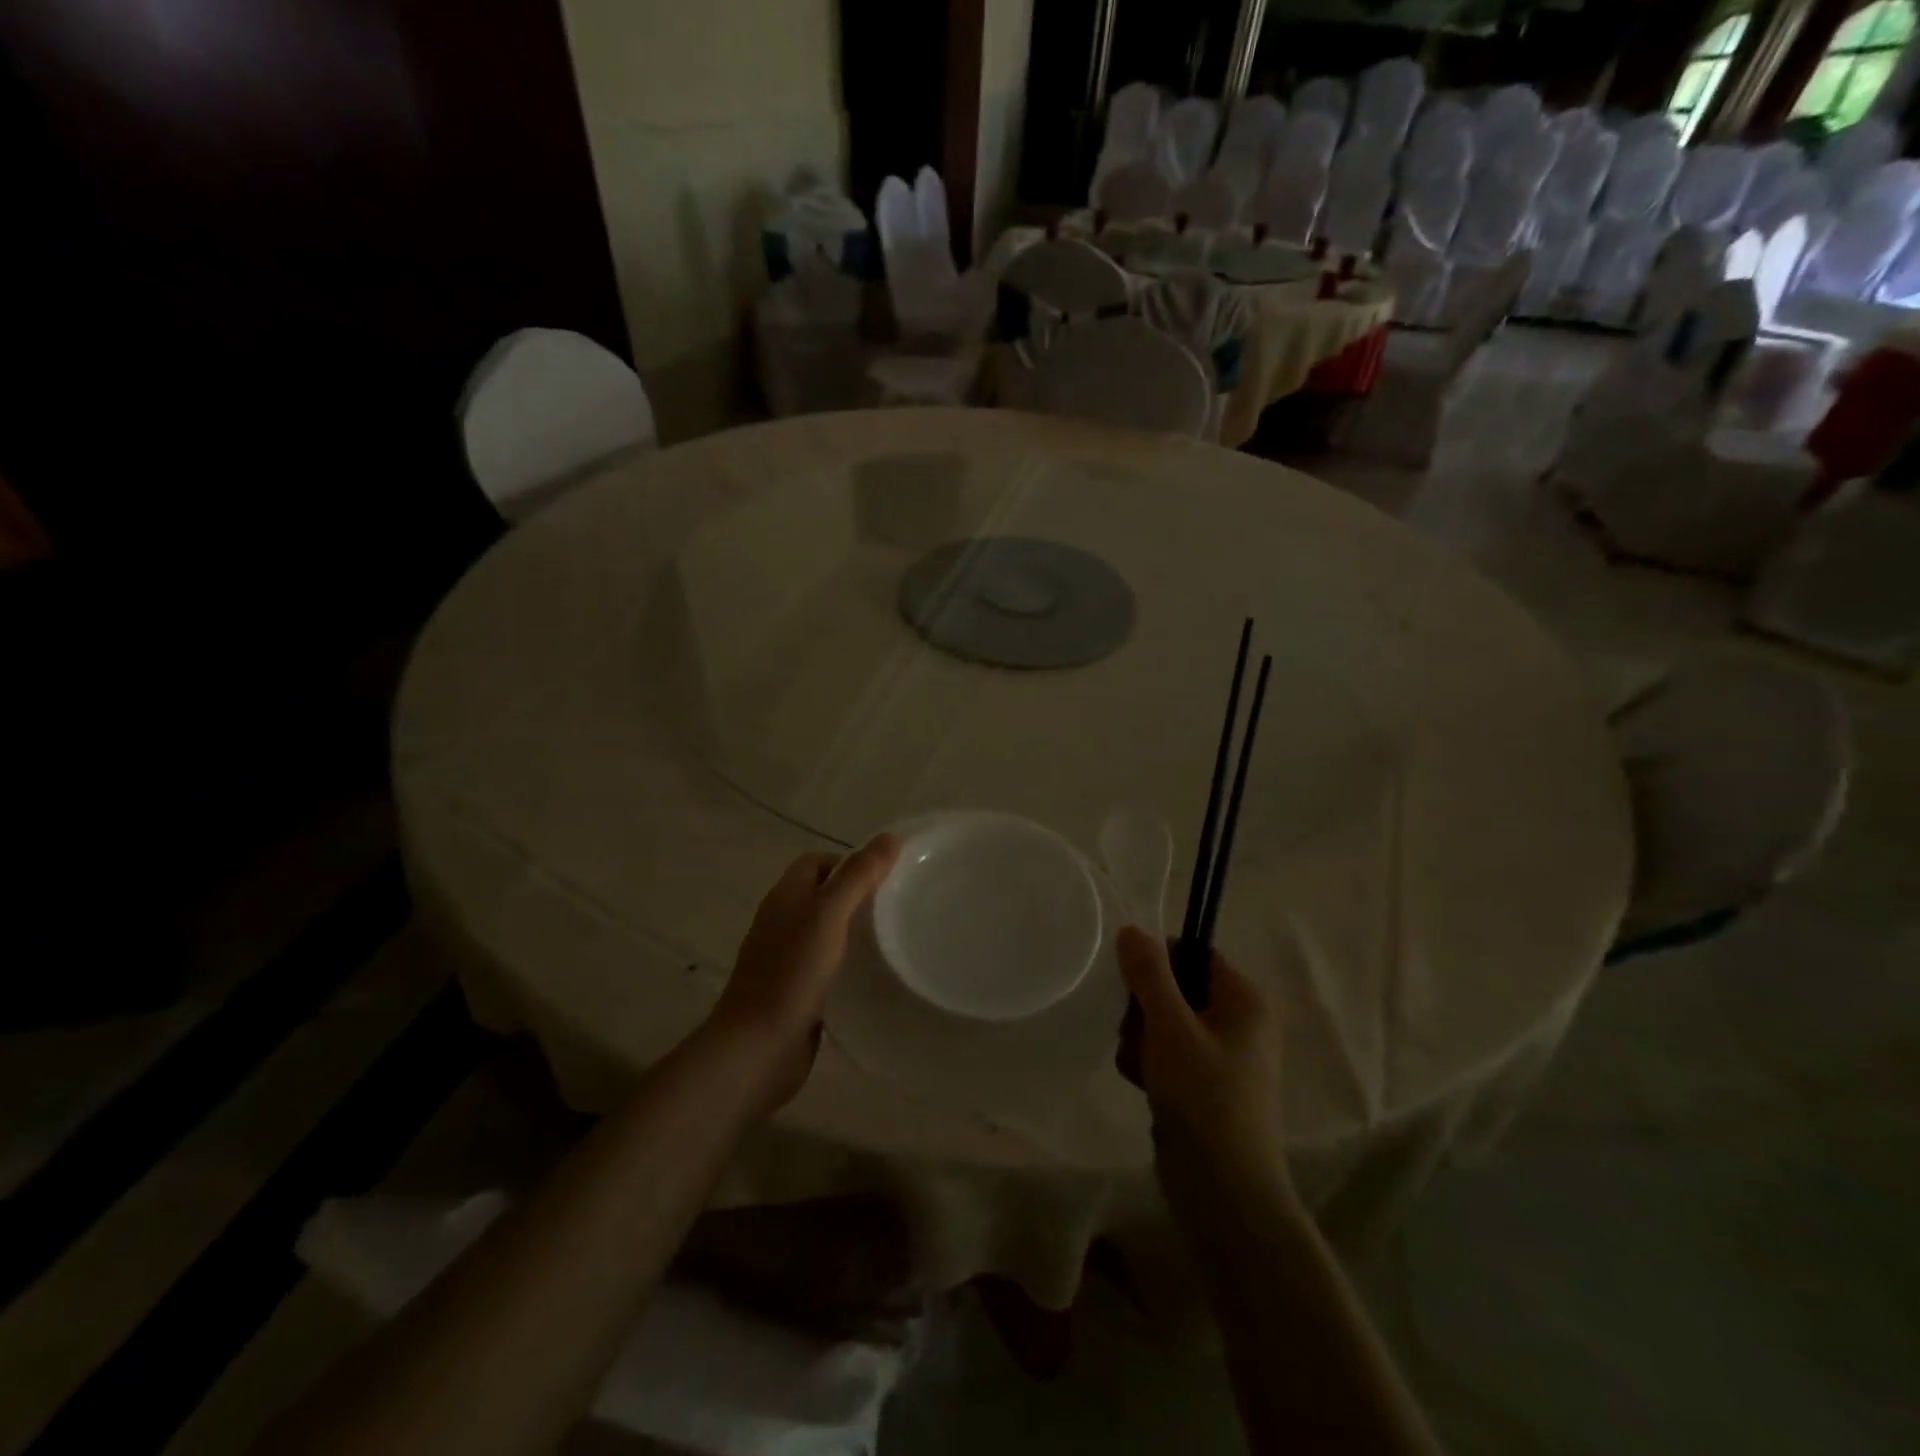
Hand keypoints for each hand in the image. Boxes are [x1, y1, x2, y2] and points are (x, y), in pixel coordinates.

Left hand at [708, 835, 899, 1113]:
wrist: (757, 1049)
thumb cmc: (791, 974)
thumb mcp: (828, 916)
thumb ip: (858, 876)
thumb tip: (889, 837)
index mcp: (785, 897)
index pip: (817, 862)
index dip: (850, 861)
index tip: (887, 877)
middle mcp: (783, 922)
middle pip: (823, 894)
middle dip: (859, 895)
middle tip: (899, 905)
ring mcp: (787, 958)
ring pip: (827, 930)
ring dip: (856, 930)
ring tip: (895, 936)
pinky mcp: (797, 990)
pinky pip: (828, 963)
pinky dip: (849, 962)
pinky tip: (875, 973)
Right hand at [1116, 927, 1290, 1220]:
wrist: (1225, 1194)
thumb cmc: (1203, 1099)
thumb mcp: (1170, 1027)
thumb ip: (1149, 974)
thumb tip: (1132, 928)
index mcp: (1244, 999)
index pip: (1194, 952)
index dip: (1158, 962)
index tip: (1131, 985)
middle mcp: (1239, 1022)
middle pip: (1174, 987)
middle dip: (1144, 1009)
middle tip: (1137, 1035)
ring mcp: (1223, 1056)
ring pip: (1164, 1022)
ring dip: (1141, 1040)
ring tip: (1140, 1068)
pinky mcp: (1205, 1086)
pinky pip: (1167, 1054)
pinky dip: (1149, 1065)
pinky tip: (1142, 1086)